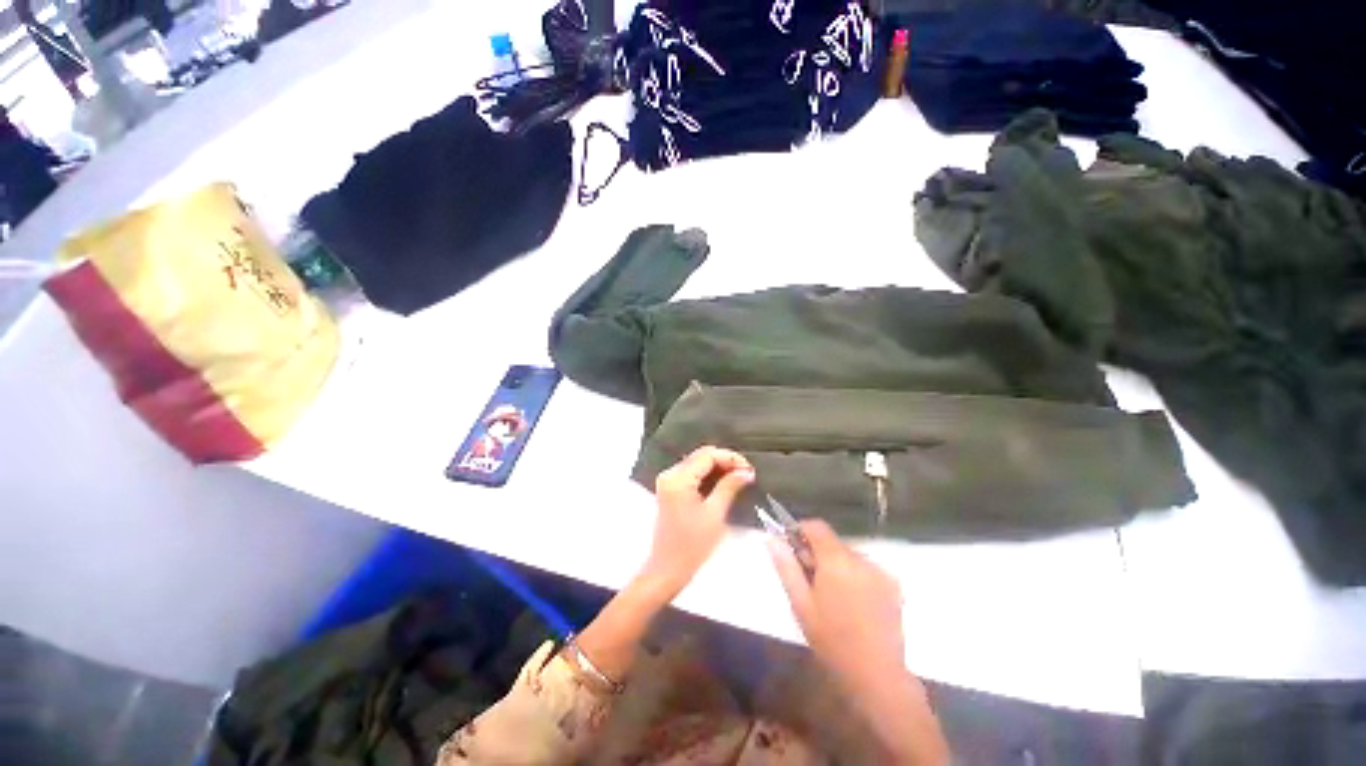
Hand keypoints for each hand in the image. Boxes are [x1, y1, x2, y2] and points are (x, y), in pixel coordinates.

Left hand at [642, 446, 754, 596]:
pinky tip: (724, 483)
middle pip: (701, 456)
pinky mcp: (670, 489)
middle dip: (725, 461)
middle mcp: (670, 474)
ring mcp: (668, 481)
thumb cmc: (692, 546)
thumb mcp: (715, 514)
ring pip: (697, 463)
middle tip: (746, 473)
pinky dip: (708, 475)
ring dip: (718, 467)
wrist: (667, 570)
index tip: (749, 468)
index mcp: (678, 478)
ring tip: (739, 477)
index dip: (730, 457)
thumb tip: (746, 471)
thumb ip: (729, 487)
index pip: (707, 455)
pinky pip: (692, 473)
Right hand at [769, 520, 905, 689]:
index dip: (801, 531)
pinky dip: (855, 577)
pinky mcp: (894, 586)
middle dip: (818, 554)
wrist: (877, 676)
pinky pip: (866, 569)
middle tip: (809, 582)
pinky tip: (853, 604)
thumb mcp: (801, 604)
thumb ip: (786, 567)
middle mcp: (861, 558)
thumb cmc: (832, 640)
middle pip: (833, 542)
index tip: (792, 549)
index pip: (816, 526)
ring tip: (832, 598)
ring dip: (836, 566)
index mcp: (836, 560)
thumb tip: (772, 538)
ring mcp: (881, 572)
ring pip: (849, 556)